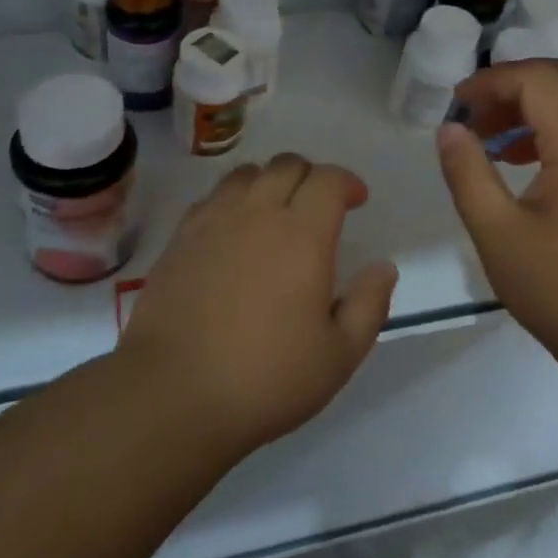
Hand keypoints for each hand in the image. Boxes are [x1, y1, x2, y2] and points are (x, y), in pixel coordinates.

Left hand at [118, 154, 397, 454]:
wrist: (173, 393)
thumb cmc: (266, 378)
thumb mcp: (338, 355)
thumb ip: (369, 304)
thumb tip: (383, 267)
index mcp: (302, 234)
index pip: (328, 179)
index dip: (347, 182)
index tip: (356, 201)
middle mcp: (257, 213)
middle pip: (287, 165)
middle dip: (311, 176)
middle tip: (319, 207)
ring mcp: (213, 221)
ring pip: (246, 174)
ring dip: (270, 182)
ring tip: (276, 212)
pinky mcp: (180, 238)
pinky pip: (213, 197)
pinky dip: (233, 200)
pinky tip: (235, 232)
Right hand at [435, 60, 557, 370]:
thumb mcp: (497, 234)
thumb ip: (467, 173)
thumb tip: (448, 128)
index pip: (537, 79)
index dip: (492, 81)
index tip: (456, 105)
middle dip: (513, 86)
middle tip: (475, 116)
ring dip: (534, 107)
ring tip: (492, 142)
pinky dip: (555, 129)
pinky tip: (525, 165)